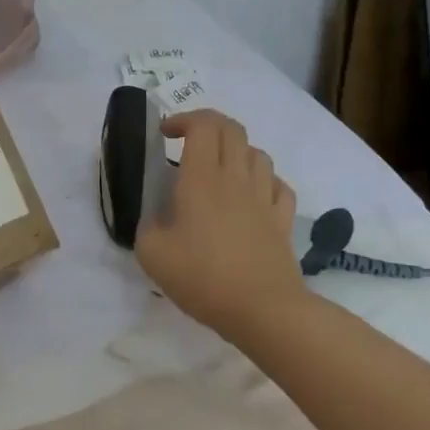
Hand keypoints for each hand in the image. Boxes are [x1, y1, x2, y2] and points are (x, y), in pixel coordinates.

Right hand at [134, 109, 306, 346]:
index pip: (203, 125)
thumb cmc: (202, 277)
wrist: (263, 310)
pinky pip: (278, 185)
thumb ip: (146, 226)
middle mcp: (236, 178)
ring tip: (218, 170)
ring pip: (257, 153)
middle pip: (232, 129)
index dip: (183, 120)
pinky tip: (251, 195)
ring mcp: (264, 198)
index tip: (164, 134)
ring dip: (235, 151)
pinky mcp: (283, 221)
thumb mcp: (152, 254)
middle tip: (187, 143)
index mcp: (202, 179)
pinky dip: (263, 181)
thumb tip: (154, 218)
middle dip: (208, 126)